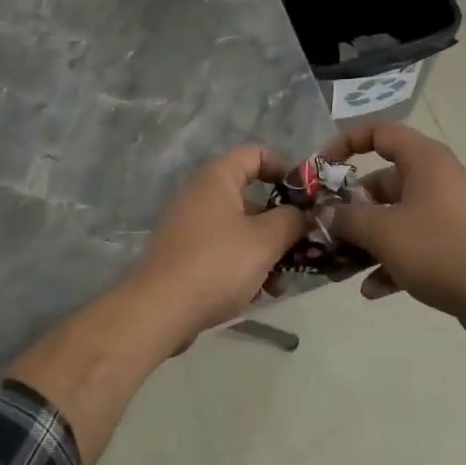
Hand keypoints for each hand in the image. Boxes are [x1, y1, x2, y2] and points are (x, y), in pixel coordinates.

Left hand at [123, 145, 308, 344]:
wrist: (159, 310)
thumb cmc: (218, 263)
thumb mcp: (266, 240)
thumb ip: (293, 220)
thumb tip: (305, 213)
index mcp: (217, 178)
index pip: (257, 154)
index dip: (286, 168)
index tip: (307, 196)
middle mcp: (201, 194)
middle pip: (251, 195)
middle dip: (281, 220)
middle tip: (304, 243)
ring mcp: (190, 225)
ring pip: (241, 227)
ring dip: (266, 248)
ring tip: (284, 279)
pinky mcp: (185, 254)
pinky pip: (224, 249)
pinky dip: (245, 263)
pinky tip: (261, 292)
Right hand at [321, 121, 465, 339]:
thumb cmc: (439, 248)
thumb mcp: (383, 232)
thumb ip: (347, 219)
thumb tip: (326, 213)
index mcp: (423, 160)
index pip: (378, 132)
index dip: (345, 143)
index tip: (320, 169)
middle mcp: (435, 179)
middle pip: (381, 180)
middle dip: (350, 206)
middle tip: (324, 228)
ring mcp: (445, 213)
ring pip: (394, 217)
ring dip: (366, 240)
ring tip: (339, 264)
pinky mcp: (451, 244)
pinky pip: (411, 244)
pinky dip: (390, 261)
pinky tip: (371, 290)